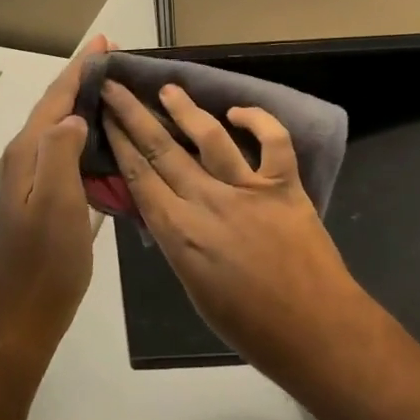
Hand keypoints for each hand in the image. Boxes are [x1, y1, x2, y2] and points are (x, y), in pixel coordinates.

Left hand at [0, 36, 109, 358]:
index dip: (80, 68)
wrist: (18, 319)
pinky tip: (102, 143)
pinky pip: (63, 153)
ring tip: (113, 93)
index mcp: (26, 154)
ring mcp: (28, 181)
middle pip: (54, 108)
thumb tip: (72, 116)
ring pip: (58, 130)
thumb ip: (60, 152)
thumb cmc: (44, 262)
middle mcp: (22, 160)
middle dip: (81, 81)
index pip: (55, 98)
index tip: (103, 42)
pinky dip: (83, 137)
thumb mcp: (56, 203)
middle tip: (115, 62)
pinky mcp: (38, 200)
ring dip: (82, 107)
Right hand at [101, 82, 368, 376]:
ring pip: (210, 137)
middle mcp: (208, 203)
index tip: (106, 117)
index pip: (139, 176)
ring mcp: (248, 190)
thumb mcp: (193, 287)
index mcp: (180, 234)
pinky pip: (273, 140)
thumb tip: (164, 208)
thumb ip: (177, 241)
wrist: (314, 331)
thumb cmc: (249, 326)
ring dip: (185, 109)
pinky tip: (238, 111)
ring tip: (168, 88)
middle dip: (134, 115)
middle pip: (162, 149)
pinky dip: (258, 119)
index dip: (119, 143)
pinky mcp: (285, 185)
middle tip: (116, 88)